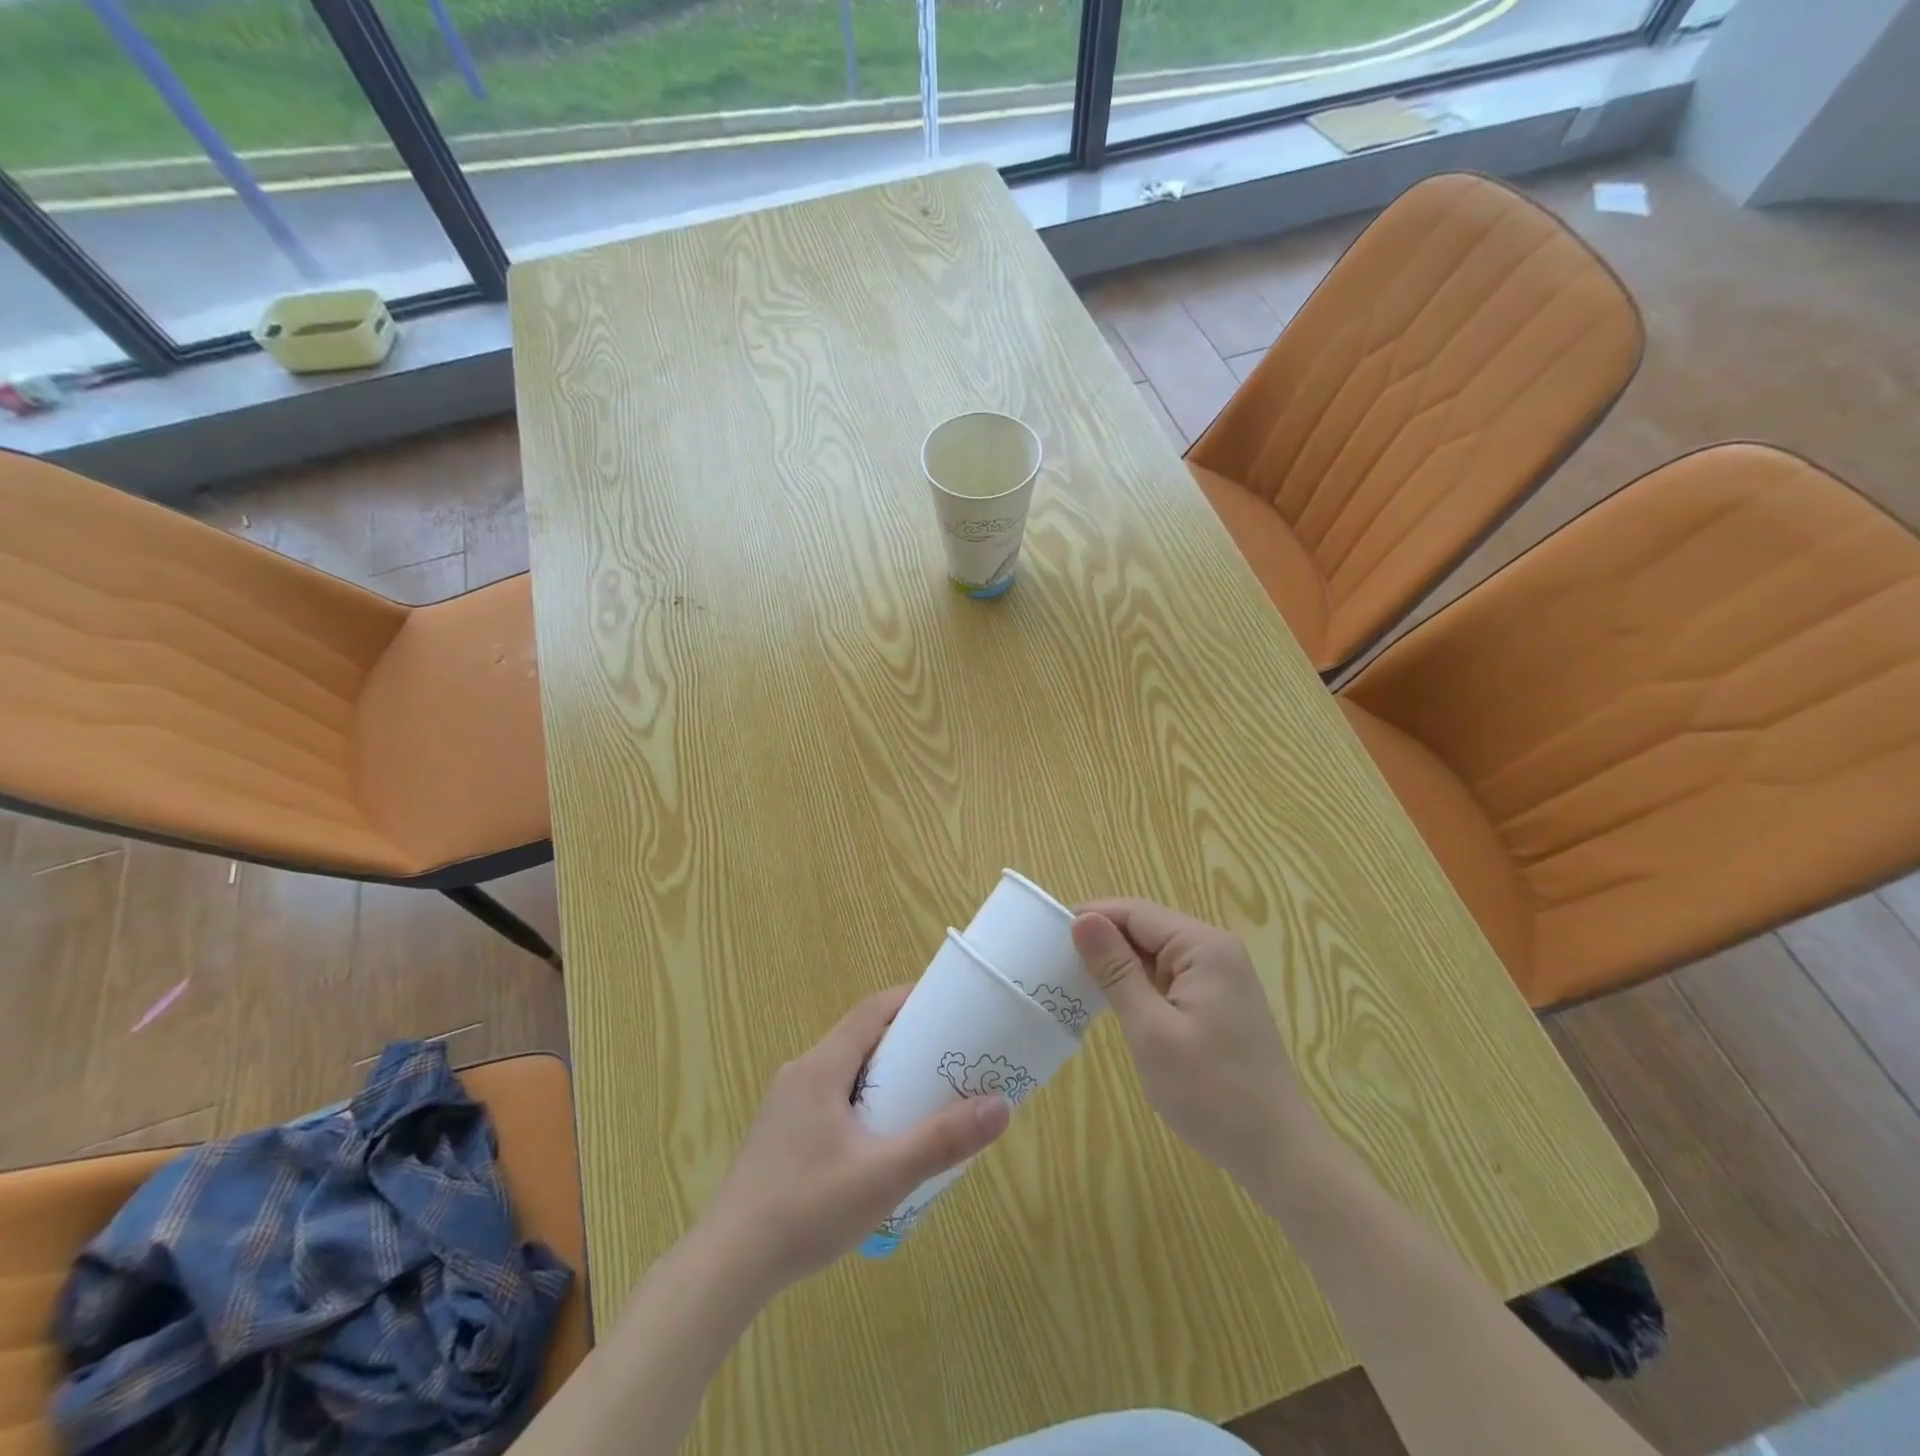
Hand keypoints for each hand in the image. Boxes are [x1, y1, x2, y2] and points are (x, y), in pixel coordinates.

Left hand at [700, 987, 1010, 1290]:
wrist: (727, 1266)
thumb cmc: (807, 1208)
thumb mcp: (884, 1176)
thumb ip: (941, 1141)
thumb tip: (1001, 1105)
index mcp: (820, 1067)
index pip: (870, 1011)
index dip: (908, 1001)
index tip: (948, 1007)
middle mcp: (800, 1074)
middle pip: (858, 1039)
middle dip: (903, 1043)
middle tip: (946, 1060)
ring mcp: (784, 1106)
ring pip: (843, 1072)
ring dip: (881, 1076)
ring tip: (921, 1100)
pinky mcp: (779, 1135)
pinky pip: (829, 1099)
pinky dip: (861, 1102)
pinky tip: (877, 1142)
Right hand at [1072, 899, 1312, 1193]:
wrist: (1278, 1153)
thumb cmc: (1210, 1092)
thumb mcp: (1151, 1030)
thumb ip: (1115, 970)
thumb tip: (1082, 920)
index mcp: (1203, 947)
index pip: (1135, 912)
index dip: (1091, 918)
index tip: (1046, 935)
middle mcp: (1216, 950)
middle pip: (1146, 928)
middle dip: (1103, 940)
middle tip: (1055, 962)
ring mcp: (1221, 976)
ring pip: (1156, 953)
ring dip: (1119, 964)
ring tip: (1074, 980)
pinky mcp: (1219, 1001)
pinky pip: (1170, 976)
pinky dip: (1140, 984)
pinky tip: (1114, 1002)